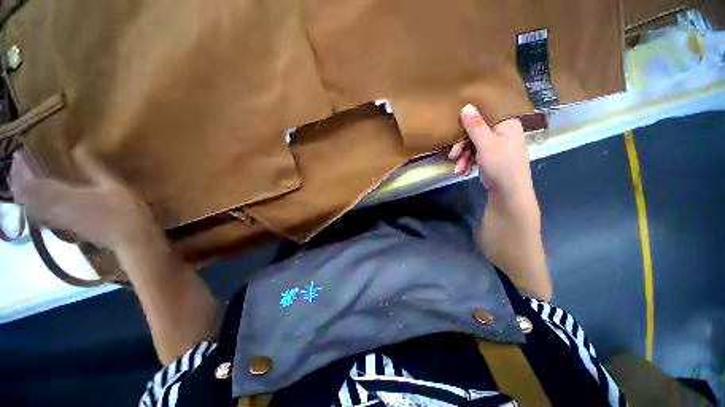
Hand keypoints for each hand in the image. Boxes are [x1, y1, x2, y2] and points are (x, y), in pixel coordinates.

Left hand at [9, 147, 158, 250]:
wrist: (131, 240)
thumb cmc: (126, 212)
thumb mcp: (116, 186)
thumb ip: (95, 168)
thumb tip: (79, 146)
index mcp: (67, 196)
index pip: (35, 182)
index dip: (24, 169)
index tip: (20, 155)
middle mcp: (58, 208)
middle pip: (30, 196)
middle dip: (20, 181)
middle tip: (18, 167)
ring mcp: (62, 219)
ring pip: (34, 206)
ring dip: (25, 194)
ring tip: (22, 183)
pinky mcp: (69, 226)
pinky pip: (44, 215)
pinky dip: (36, 207)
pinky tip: (37, 203)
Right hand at [448, 104, 532, 198]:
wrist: (508, 192)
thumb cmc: (501, 165)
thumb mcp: (486, 144)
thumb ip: (475, 126)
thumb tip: (466, 106)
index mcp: (506, 124)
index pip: (484, 115)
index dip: (468, 122)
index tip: (454, 131)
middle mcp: (502, 132)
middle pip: (476, 132)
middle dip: (462, 146)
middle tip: (452, 156)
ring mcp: (497, 145)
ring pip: (473, 145)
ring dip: (463, 157)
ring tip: (459, 168)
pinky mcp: (491, 157)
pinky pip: (476, 154)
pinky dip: (468, 162)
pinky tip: (464, 170)